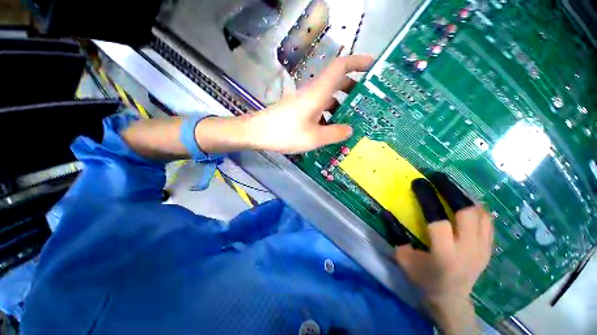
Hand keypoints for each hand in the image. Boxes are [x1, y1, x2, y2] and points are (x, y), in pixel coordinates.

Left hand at [243, 55, 373, 153]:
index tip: (372, 66)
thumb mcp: (314, 137)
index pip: (341, 67)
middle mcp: (313, 92)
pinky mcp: (299, 109)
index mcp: (318, 92)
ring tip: (352, 119)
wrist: (258, 133)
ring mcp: (305, 101)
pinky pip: (319, 108)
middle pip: (337, 81)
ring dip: (341, 104)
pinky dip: (329, 114)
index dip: (357, 62)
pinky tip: (331, 128)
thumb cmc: (286, 133)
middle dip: (353, 88)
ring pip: (328, 97)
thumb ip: (334, 133)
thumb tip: (349, 130)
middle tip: (365, 101)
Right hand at [394, 173, 493, 333]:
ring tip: (450, 186)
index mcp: (444, 254)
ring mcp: (483, 250)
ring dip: (464, 195)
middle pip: (466, 212)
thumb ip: (394, 234)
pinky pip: (488, 221)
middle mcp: (468, 250)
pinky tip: (465, 200)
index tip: (418, 181)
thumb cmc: (423, 278)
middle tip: (437, 176)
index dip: (427, 197)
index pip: (437, 219)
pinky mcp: (489, 249)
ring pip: (481, 214)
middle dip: (451, 189)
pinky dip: (476, 207)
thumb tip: (386, 211)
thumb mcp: (403, 258)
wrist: (451, 298)